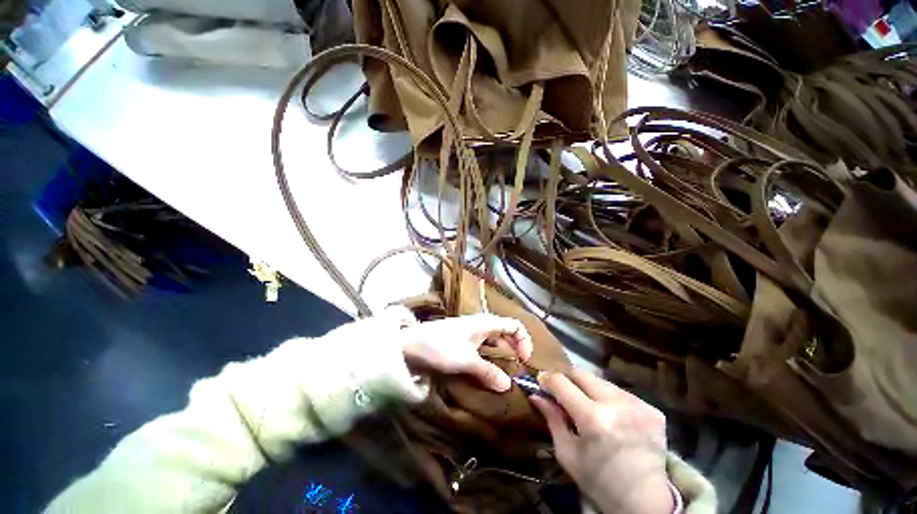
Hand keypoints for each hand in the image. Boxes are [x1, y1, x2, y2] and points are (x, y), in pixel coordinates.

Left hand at [400, 314, 532, 391]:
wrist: (411, 344)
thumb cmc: (441, 347)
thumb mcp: (467, 361)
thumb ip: (488, 372)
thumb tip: (508, 385)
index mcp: (486, 323)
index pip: (515, 325)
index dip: (524, 341)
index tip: (524, 361)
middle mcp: (481, 324)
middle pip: (505, 334)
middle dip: (513, 351)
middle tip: (515, 373)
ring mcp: (471, 332)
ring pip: (493, 342)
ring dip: (500, 358)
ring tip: (502, 376)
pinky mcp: (462, 340)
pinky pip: (482, 348)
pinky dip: (488, 359)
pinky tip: (486, 372)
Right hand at [532, 369, 673, 513]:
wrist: (645, 503)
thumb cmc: (598, 482)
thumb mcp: (567, 453)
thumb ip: (552, 419)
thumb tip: (535, 395)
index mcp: (593, 419)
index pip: (561, 382)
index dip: (547, 379)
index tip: (541, 380)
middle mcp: (616, 405)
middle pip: (582, 373)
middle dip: (567, 377)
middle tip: (561, 388)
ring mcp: (638, 405)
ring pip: (601, 381)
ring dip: (588, 387)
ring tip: (586, 403)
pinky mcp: (652, 409)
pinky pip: (620, 392)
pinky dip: (609, 398)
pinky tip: (610, 413)